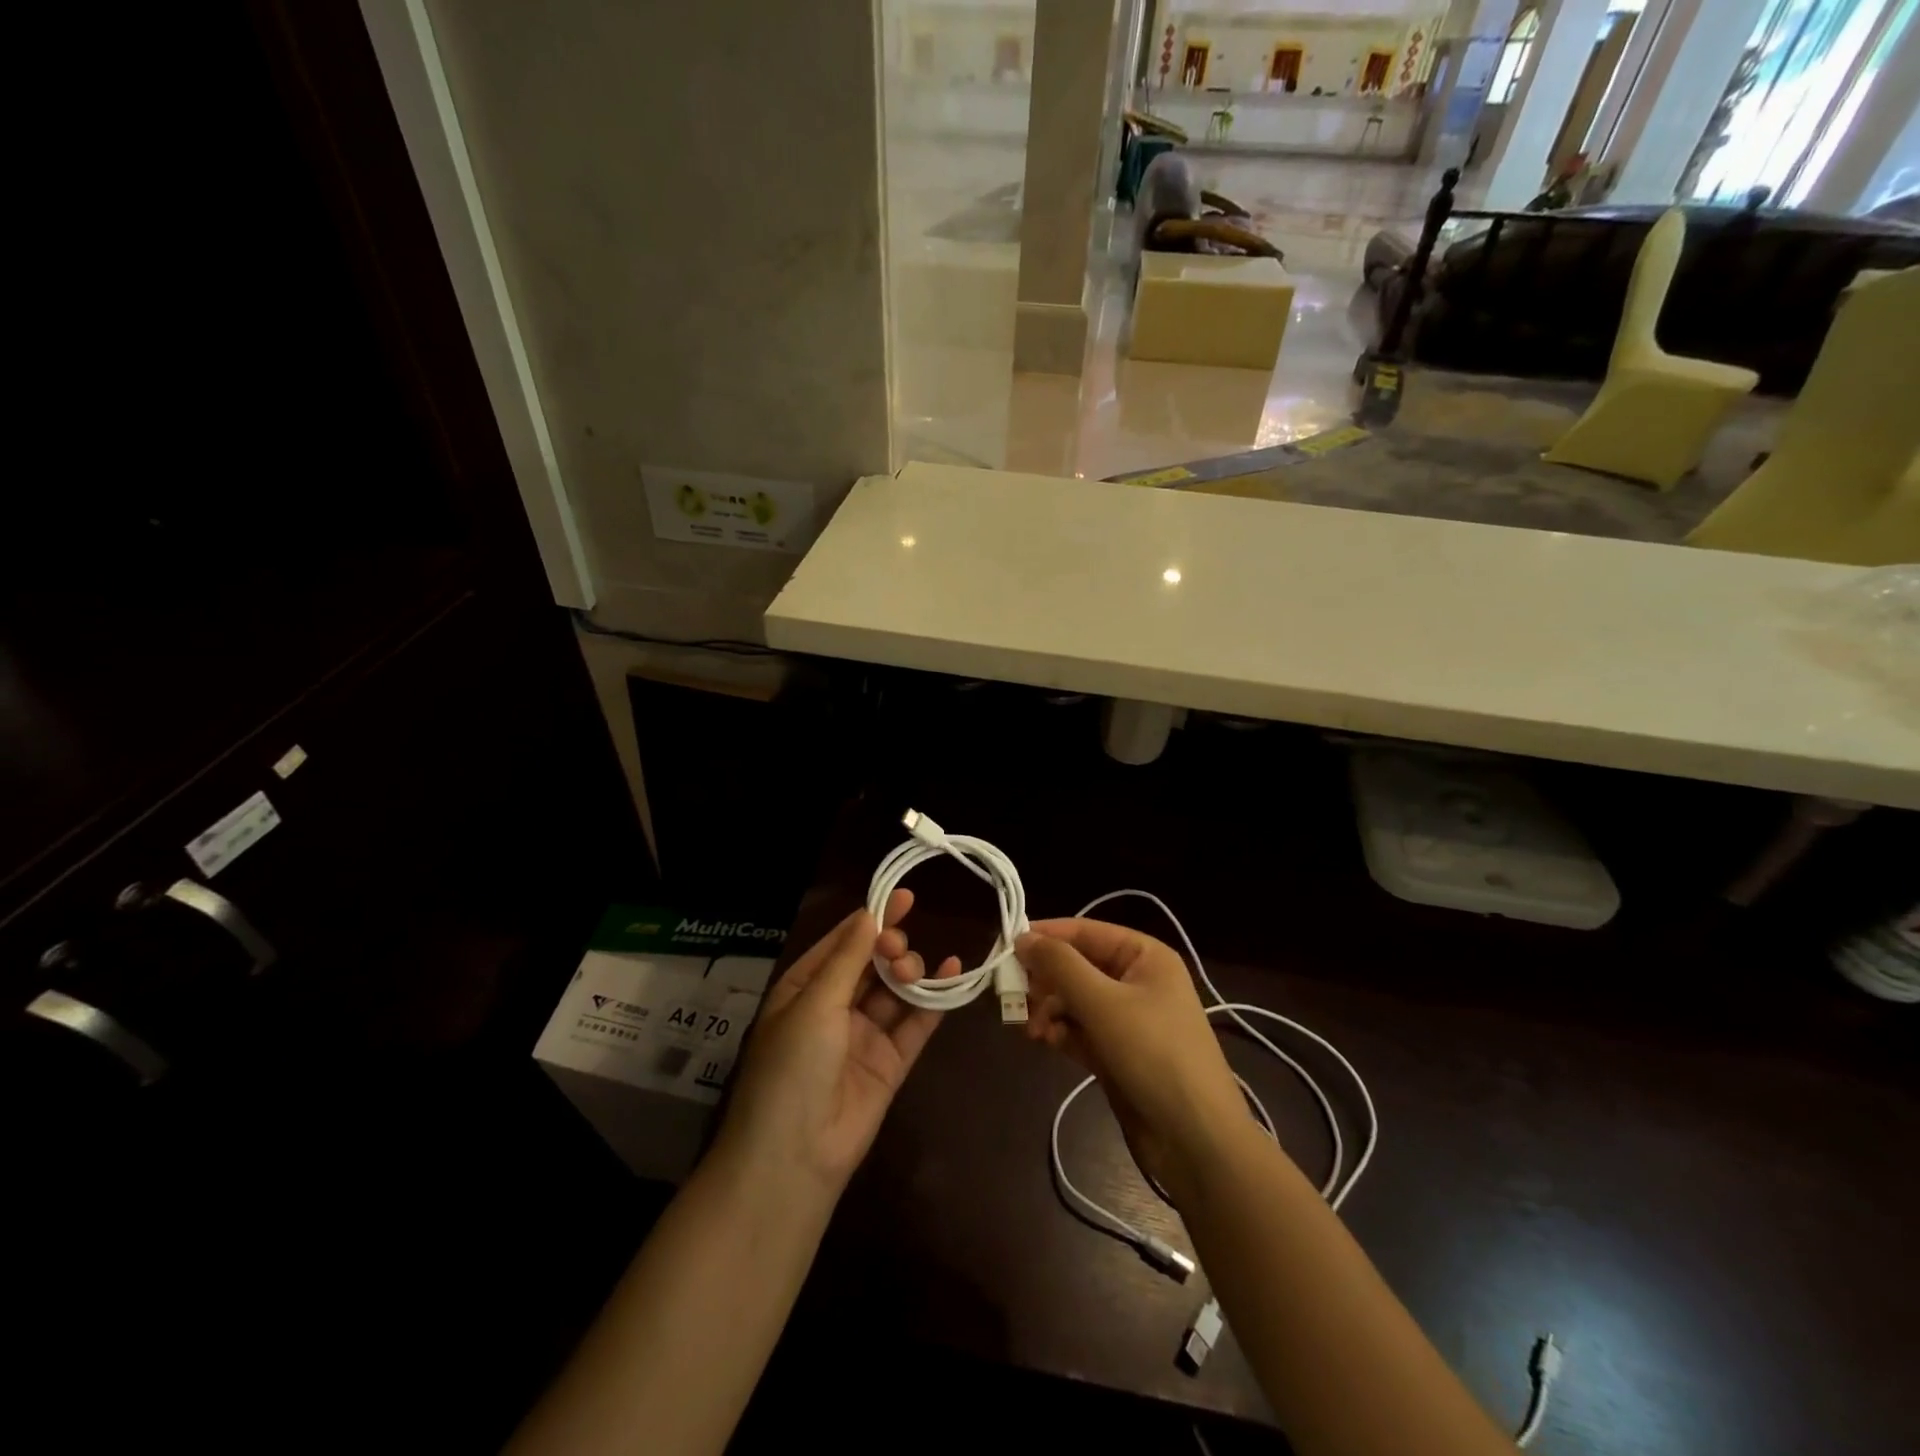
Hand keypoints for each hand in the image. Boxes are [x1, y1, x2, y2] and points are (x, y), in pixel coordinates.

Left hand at [716, 891, 958, 1198]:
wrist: (795, 1157)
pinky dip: (936, 999)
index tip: (903, 896)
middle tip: (897, 950)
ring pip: (895, 990)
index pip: (842, 944)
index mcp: (805, 990)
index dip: (871, 919)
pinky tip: (954, 972)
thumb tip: (870, 914)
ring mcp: (864, 1036)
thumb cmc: (793, 1067)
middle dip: (890, 947)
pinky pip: (917, 1023)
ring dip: (909, 972)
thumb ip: (848, 958)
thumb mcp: (814, 1004)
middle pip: (871, 964)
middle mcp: (834, 1008)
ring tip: (912, 970)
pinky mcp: (891, 1062)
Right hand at [1017, 918, 1245, 1193]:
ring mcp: (1128, 1019)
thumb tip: (1023, 937)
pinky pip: (1080, 1030)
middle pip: (1077, 966)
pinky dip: (1061, 1032)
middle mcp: (1136, 980)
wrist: (1196, 1139)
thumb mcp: (1103, 1003)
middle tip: (1014, 995)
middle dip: (1045, 980)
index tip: (1006, 947)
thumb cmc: (1154, 1054)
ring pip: (1074, 1000)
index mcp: (1144, 956)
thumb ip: (1060, 966)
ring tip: (1032, 1029)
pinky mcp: (1118, 1052)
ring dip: (1049, 1010)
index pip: (1085, 931)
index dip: (1046, 936)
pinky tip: (1045, 1042)